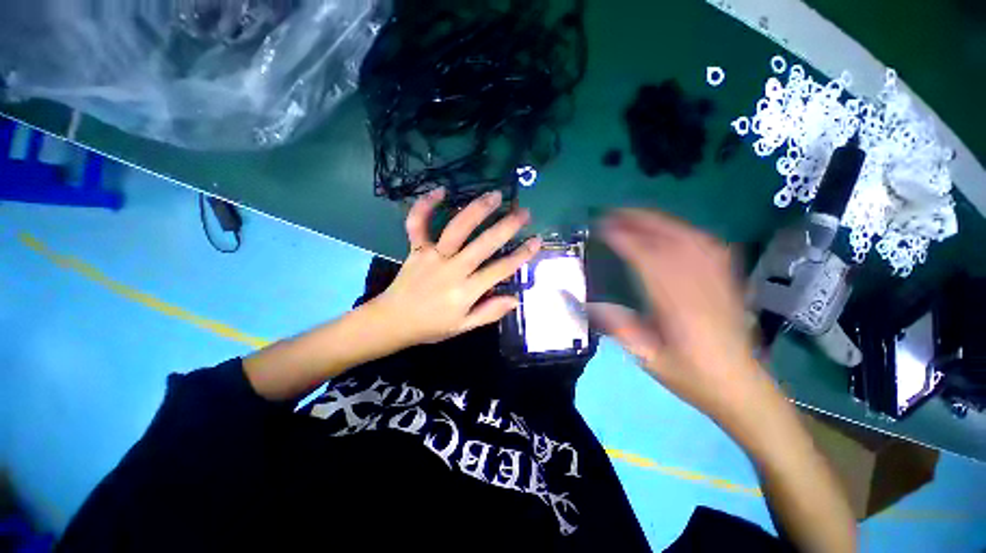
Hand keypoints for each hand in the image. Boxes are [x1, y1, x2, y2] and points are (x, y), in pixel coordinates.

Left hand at [370, 188, 541, 347]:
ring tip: (495, 195)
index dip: (521, 255)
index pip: (500, 270)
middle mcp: (452, 269)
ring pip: (457, 228)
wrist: (392, 321)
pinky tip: (441, 191)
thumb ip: (489, 312)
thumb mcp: (463, 327)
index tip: (536, 241)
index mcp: (465, 291)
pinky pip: (417, 224)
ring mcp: (432, 256)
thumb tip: (515, 299)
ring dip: (477, 210)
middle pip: (483, 244)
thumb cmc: (431, 326)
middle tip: (523, 212)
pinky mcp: (416, 249)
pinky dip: (426, 205)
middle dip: (507, 226)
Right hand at [588, 209, 773, 425]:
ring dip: (661, 221)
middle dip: (641, 221)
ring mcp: (719, 280)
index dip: (625, 240)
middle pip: (671, 240)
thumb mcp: (649, 359)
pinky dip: (686, 231)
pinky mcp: (728, 281)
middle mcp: (701, 286)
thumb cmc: (692, 377)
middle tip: (614, 213)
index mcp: (679, 306)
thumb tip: (588, 303)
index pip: (648, 259)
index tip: (603, 229)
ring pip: (690, 238)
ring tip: (636, 215)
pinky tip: (673, 229)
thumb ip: (620, 328)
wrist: (742, 388)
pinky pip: (709, 246)